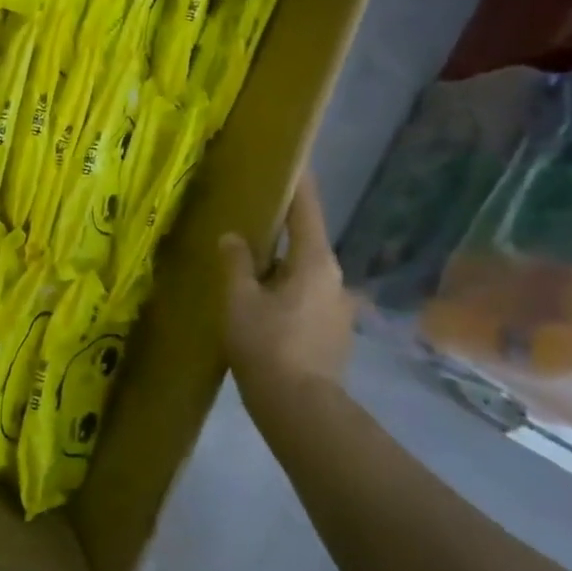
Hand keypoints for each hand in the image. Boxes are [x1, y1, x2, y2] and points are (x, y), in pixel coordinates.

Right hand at [219, 174, 354, 406]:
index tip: (292, 161)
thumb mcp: (239, 300)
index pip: (306, 210)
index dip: (298, 184)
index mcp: (315, 262)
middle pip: (307, 242)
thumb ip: (235, 263)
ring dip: (281, 265)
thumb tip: (232, 238)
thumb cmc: (268, 346)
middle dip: (281, 230)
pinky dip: (286, 290)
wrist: (302, 409)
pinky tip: (263, 305)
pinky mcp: (334, 332)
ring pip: (305, 273)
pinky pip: (307, 297)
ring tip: (250, 266)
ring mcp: (339, 308)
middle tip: (249, 220)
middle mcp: (335, 279)